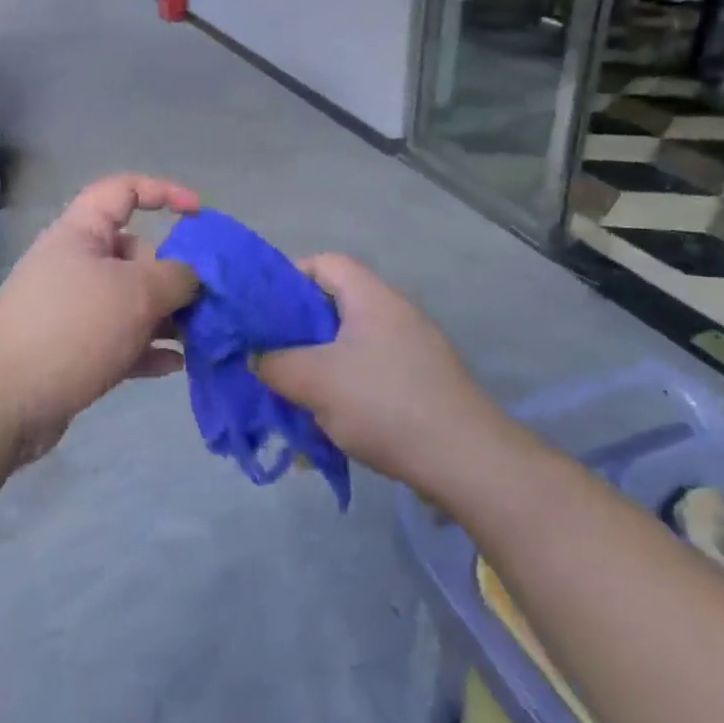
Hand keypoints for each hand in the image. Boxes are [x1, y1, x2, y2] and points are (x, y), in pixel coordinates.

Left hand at [0, 174, 199, 459]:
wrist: (0, 402)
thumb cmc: (72, 327)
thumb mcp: (136, 293)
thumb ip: (177, 277)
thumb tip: (193, 278)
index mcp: (82, 232)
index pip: (123, 191)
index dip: (164, 192)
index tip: (198, 214)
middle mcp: (76, 264)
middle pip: (136, 254)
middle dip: (173, 274)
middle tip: (203, 301)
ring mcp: (73, 309)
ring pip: (131, 301)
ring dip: (166, 316)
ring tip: (199, 337)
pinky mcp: (73, 350)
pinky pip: (120, 340)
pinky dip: (147, 348)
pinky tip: (176, 365)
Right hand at [257, 254, 501, 492]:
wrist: (467, 460)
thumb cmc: (385, 404)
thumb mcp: (315, 381)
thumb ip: (275, 364)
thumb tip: (257, 358)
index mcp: (371, 297)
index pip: (325, 263)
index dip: (289, 278)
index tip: (262, 312)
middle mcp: (394, 314)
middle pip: (333, 308)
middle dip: (297, 335)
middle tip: (270, 360)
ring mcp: (411, 350)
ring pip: (349, 348)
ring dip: (318, 371)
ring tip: (294, 402)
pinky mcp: (420, 384)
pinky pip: (369, 376)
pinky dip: (344, 394)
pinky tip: (329, 429)